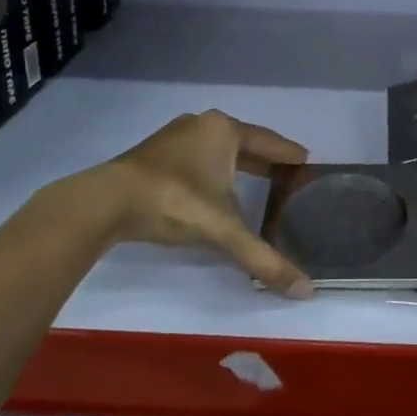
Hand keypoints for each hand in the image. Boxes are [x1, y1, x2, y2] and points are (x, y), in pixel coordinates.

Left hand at [48, 110, 314, 297]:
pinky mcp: (154, 153)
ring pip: (219, 150)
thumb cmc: (174, 202)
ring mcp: (175, 136)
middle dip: (267, 163)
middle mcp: (203, 125)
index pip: (272, 142)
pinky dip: (214, 172)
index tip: (310, 167)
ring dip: (238, 166)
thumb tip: (306, 291)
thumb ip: (265, 259)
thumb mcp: (224, 231)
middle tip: (289, 182)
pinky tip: (216, 190)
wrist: (105, 202)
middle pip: (246, 143)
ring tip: (258, 186)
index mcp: (226, 131)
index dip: (293, 157)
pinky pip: (198, 158)